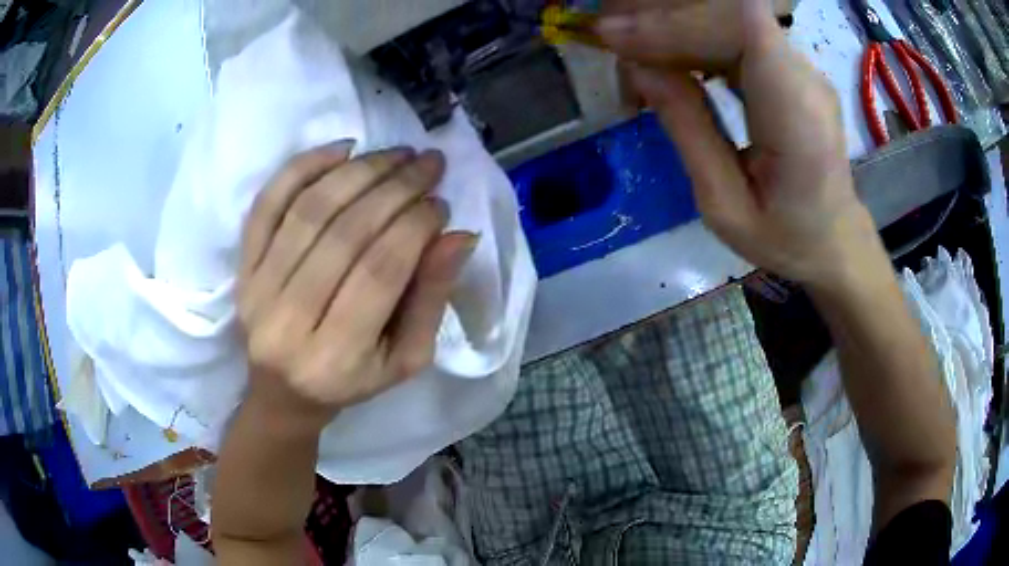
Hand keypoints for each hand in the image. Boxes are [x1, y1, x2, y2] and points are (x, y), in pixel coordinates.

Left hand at [237, 142, 475, 428]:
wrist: (283, 393)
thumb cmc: (350, 382)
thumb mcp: (405, 359)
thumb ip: (431, 299)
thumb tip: (458, 236)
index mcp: (336, 358)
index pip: (379, 272)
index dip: (414, 227)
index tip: (440, 203)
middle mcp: (287, 321)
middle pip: (344, 234)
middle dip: (394, 188)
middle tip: (429, 163)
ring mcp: (257, 289)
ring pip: (309, 210)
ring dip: (358, 171)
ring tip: (396, 154)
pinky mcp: (242, 268)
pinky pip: (267, 204)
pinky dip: (303, 167)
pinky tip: (342, 149)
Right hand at [597, 0, 881, 287]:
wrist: (834, 239)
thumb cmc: (785, 238)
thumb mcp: (725, 205)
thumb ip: (688, 130)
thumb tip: (638, 68)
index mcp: (798, 118)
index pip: (744, 25)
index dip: (679, 20)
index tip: (620, 35)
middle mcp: (806, 78)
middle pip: (730, 15)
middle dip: (664, 23)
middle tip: (610, 42)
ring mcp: (801, 69)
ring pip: (729, 19)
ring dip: (675, 28)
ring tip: (632, 55)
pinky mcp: (790, 68)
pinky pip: (736, 34)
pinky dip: (694, 39)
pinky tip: (667, 59)